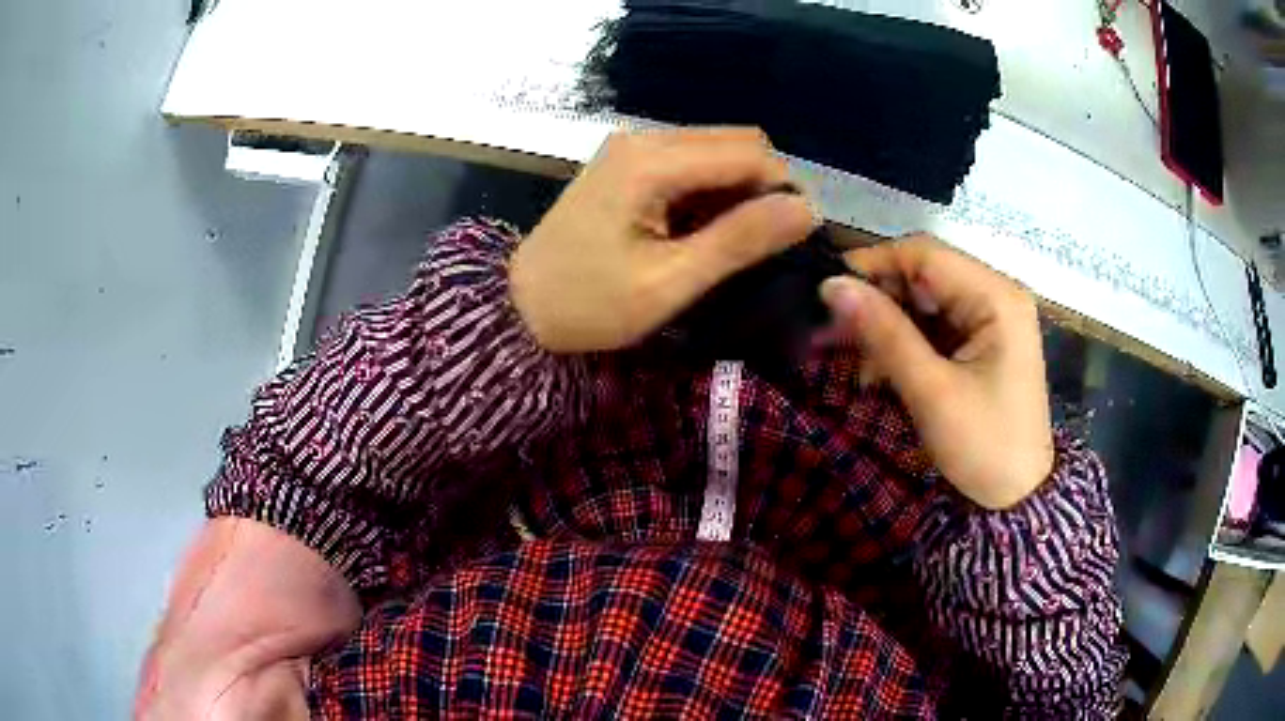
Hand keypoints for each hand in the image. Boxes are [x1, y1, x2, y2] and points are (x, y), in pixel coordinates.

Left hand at [510, 127, 816, 352]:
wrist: (519, 307)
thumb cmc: (590, 304)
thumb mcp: (669, 282)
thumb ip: (739, 241)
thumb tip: (807, 210)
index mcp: (651, 162)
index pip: (749, 152)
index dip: (784, 189)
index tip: (794, 237)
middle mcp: (643, 139)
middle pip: (735, 141)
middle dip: (763, 186)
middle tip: (761, 243)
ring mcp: (631, 147)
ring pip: (715, 150)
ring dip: (737, 189)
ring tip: (731, 242)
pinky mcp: (626, 163)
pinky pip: (689, 162)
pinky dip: (710, 190)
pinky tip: (701, 229)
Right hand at [819, 235, 1053, 509]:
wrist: (1017, 499)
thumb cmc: (983, 446)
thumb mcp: (931, 391)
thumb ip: (884, 333)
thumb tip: (831, 285)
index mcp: (996, 296)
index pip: (925, 254)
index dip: (873, 264)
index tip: (826, 292)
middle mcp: (996, 295)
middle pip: (924, 276)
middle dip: (877, 302)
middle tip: (830, 333)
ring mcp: (991, 319)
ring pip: (924, 302)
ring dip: (886, 326)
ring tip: (853, 362)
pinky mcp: (982, 342)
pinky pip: (934, 328)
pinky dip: (904, 344)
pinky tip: (878, 371)